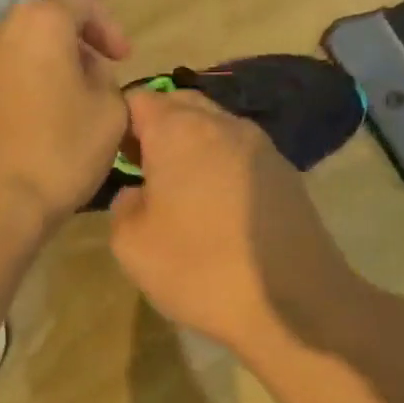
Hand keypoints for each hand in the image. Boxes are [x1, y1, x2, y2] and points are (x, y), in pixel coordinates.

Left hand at [0, 0, 131, 241]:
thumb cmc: (57, 156)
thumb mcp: (110, 115)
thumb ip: (107, 82)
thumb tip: (88, 76)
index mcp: (37, 25)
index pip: (80, 2)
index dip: (109, 27)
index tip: (124, 60)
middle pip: (43, 29)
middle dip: (74, 52)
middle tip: (96, 87)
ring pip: (16, 59)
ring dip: (44, 76)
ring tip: (63, 114)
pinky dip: (18, 98)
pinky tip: (30, 135)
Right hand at [109, 89, 358, 357]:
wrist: (291, 304)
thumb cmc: (198, 269)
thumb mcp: (131, 245)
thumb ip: (122, 205)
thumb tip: (138, 192)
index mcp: (179, 130)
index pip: (138, 98)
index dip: (119, 123)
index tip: (112, 158)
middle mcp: (224, 124)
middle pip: (180, 105)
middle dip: (156, 129)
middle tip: (142, 171)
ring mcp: (262, 146)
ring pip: (214, 128)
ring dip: (192, 148)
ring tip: (180, 192)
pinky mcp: (287, 173)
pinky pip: (240, 155)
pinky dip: (221, 167)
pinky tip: (217, 208)